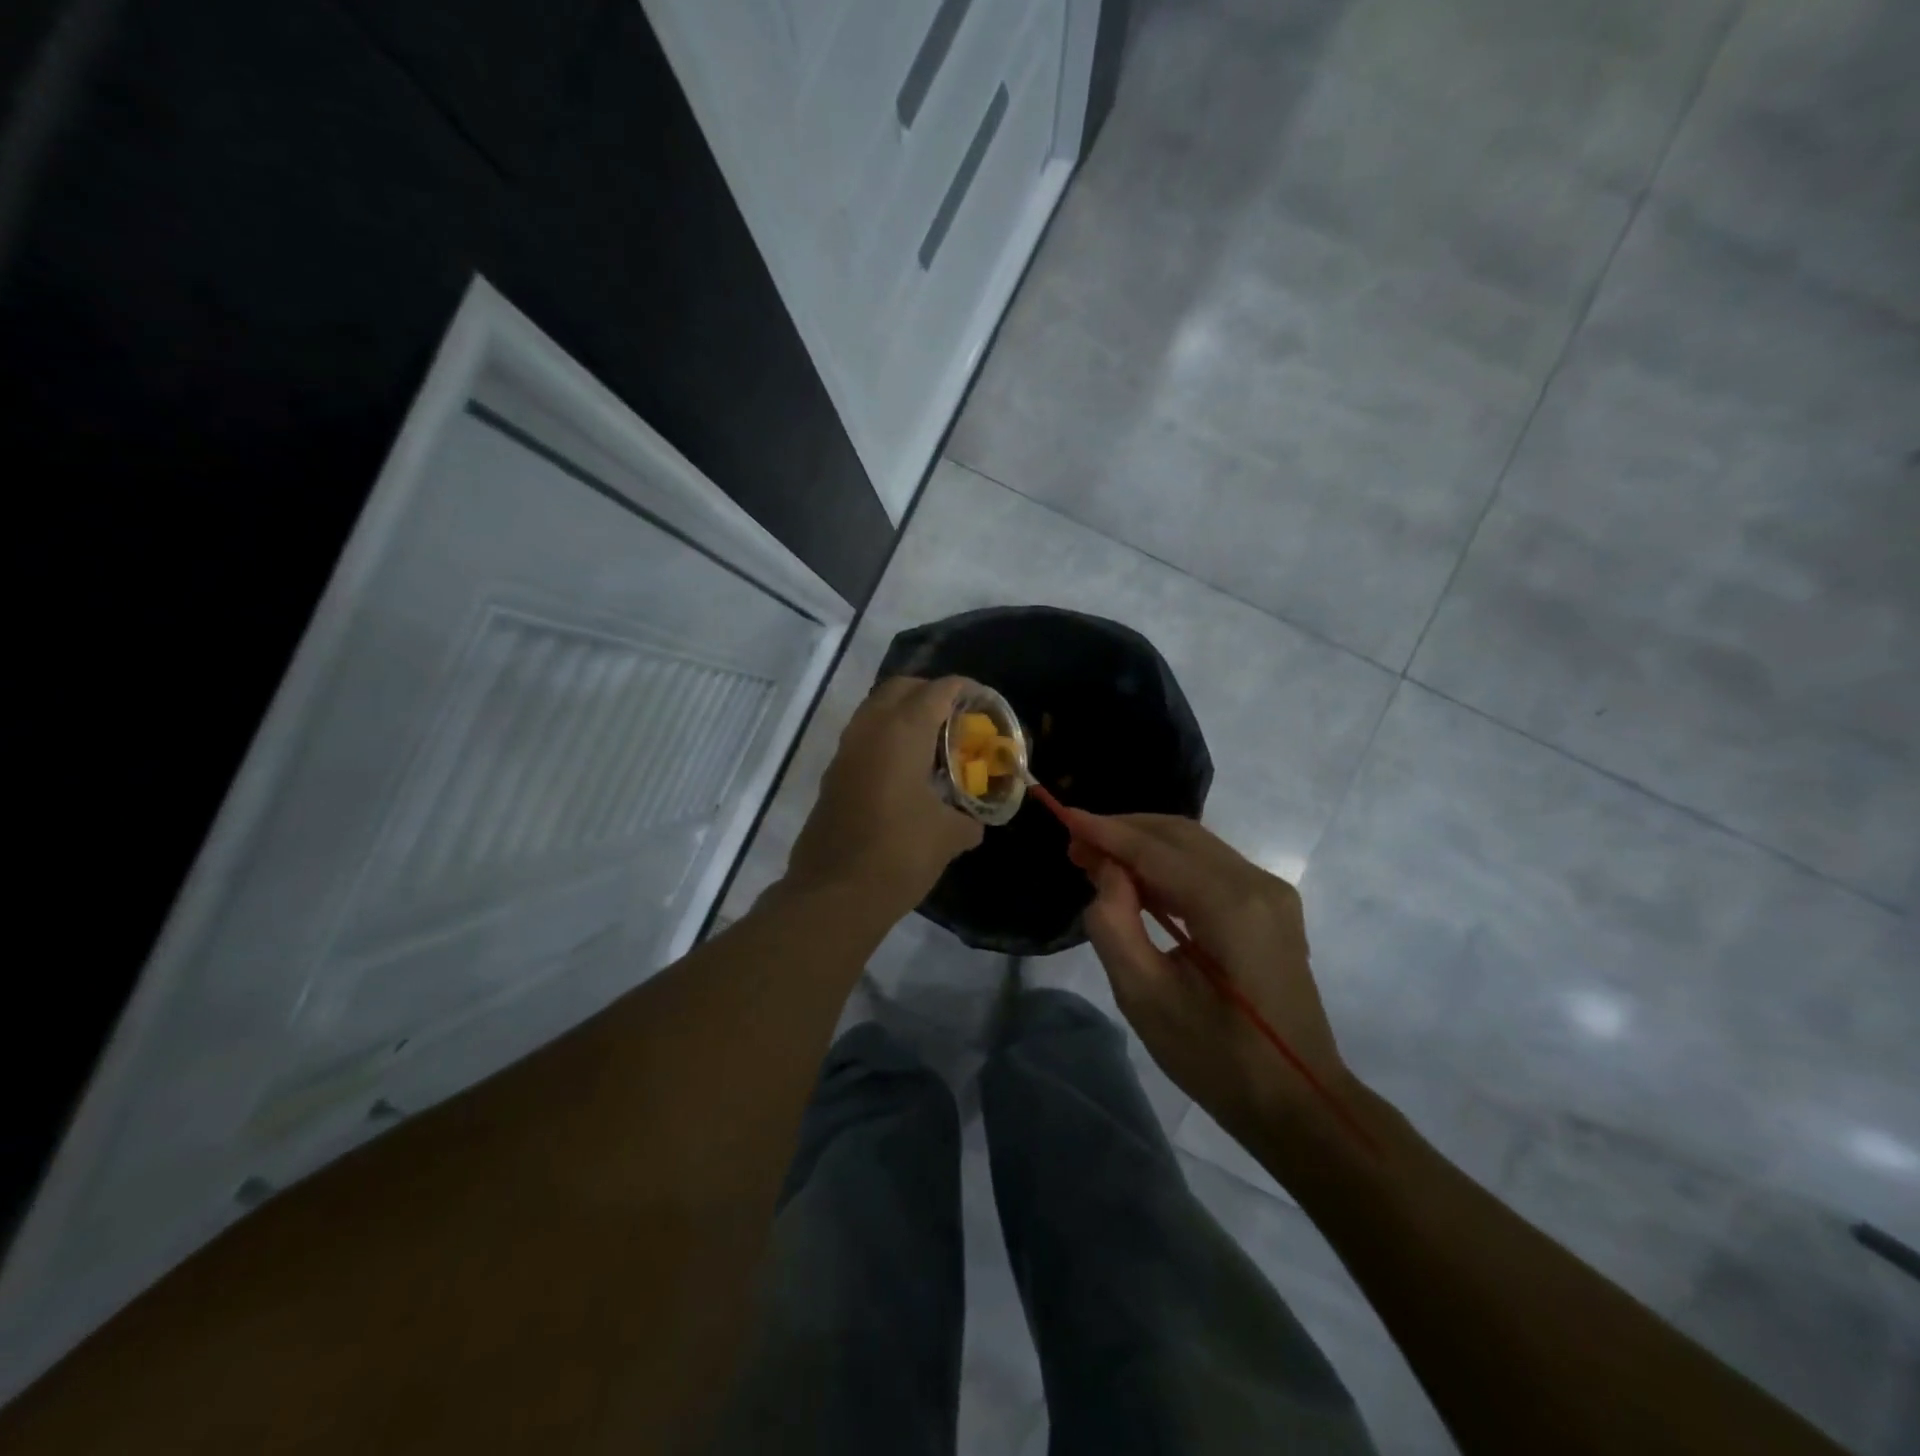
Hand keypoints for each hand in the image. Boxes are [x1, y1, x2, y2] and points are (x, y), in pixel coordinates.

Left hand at [785, 676, 984, 917]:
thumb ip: (967, 820)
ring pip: (874, 711)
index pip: (937, 692)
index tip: (981, 699)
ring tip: (931, 740)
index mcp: (902, 733)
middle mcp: (869, 731)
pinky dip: (885, 738)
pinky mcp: (832, 776)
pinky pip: (862, 739)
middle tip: (955, 714)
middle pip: (899, 689)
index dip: (962, 689)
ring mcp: (845, 753)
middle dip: (928, 692)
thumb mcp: (948, 836)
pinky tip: (905, 770)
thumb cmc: (899, 854)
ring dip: (902, 714)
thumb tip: (973, 824)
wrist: (834, 893)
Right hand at [1066, 811, 1346, 1140]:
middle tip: (1077, 846)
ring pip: (1196, 846)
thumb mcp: (1145, 997)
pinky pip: (1212, 866)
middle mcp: (1258, 884)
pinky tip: (1139, 881)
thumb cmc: (1216, 1059)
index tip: (1064, 818)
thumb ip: (1114, 924)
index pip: (1156, 849)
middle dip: (1124, 832)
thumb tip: (1107, 871)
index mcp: (1231, 905)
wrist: (1297, 1102)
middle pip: (1179, 834)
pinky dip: (1170, 864)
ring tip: (1098, 860)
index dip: (1107, 831)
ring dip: (1145, 846)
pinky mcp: (1272, 907)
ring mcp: (1272, 893)